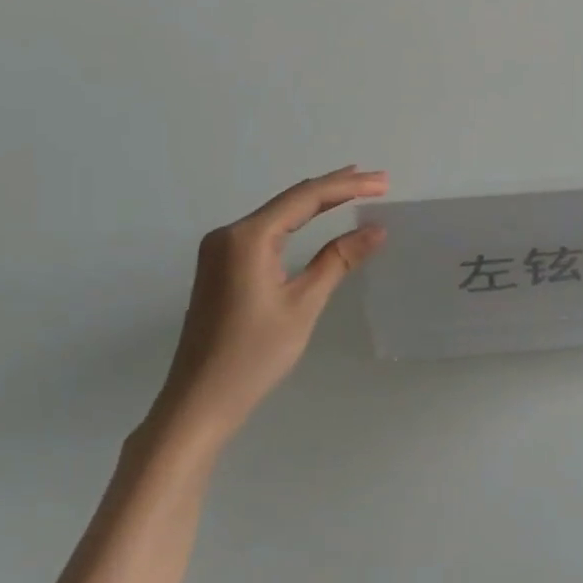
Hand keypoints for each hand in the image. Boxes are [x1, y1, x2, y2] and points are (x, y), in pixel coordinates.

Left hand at [145, 166, 387, 451]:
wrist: (198, 402)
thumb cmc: (253, 355)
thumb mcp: (303, 305)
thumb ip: (338, 260)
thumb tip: (376, 229)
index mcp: (247, 238)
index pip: (305, 199)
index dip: (347, 187)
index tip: (383, 182)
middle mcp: (229, 234)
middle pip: (290, 200)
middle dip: (335, 187)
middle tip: (377, 179)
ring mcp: (220, 250)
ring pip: (278, 213)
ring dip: (316, 201)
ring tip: (354, 187)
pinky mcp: (221, 266)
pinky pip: (266, 230)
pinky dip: (296, 220)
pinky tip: (315, 216)